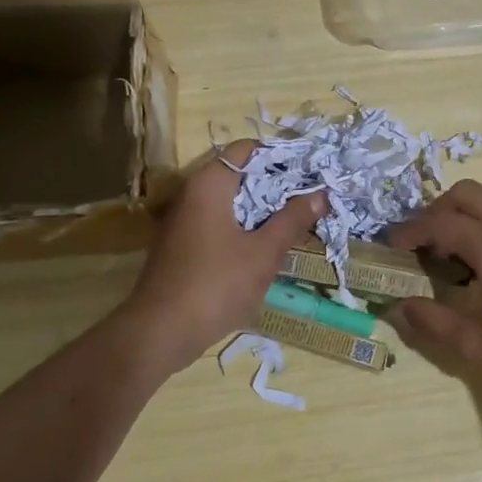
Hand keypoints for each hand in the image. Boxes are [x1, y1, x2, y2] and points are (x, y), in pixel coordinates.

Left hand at [112, 140, 324, 378]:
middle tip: (310, 200)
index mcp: (209, 184)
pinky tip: (265, 248)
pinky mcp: (181, 245)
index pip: (248, 149)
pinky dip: (242, 228)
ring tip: (295, 223)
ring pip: (229, 202)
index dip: (280, 157)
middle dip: (275, 186)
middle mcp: (191, 193)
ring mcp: (183, 220)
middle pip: (239, 175)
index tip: (310, 174)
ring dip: (260, 210)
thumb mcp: (264, 252)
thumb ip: (292, 220)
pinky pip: (217, 223)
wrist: (160, 332)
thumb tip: (321, 193)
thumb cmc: (216, 284)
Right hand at [385, 181, 481, 425]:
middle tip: (420, 244)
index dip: (410, 231)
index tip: (391, 246)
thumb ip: (433, 321)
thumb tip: (399, 306)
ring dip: (466, 213)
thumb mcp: (477, 347)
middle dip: (437, 211)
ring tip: (452, 251)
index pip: (441, 222)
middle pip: (467, 194)